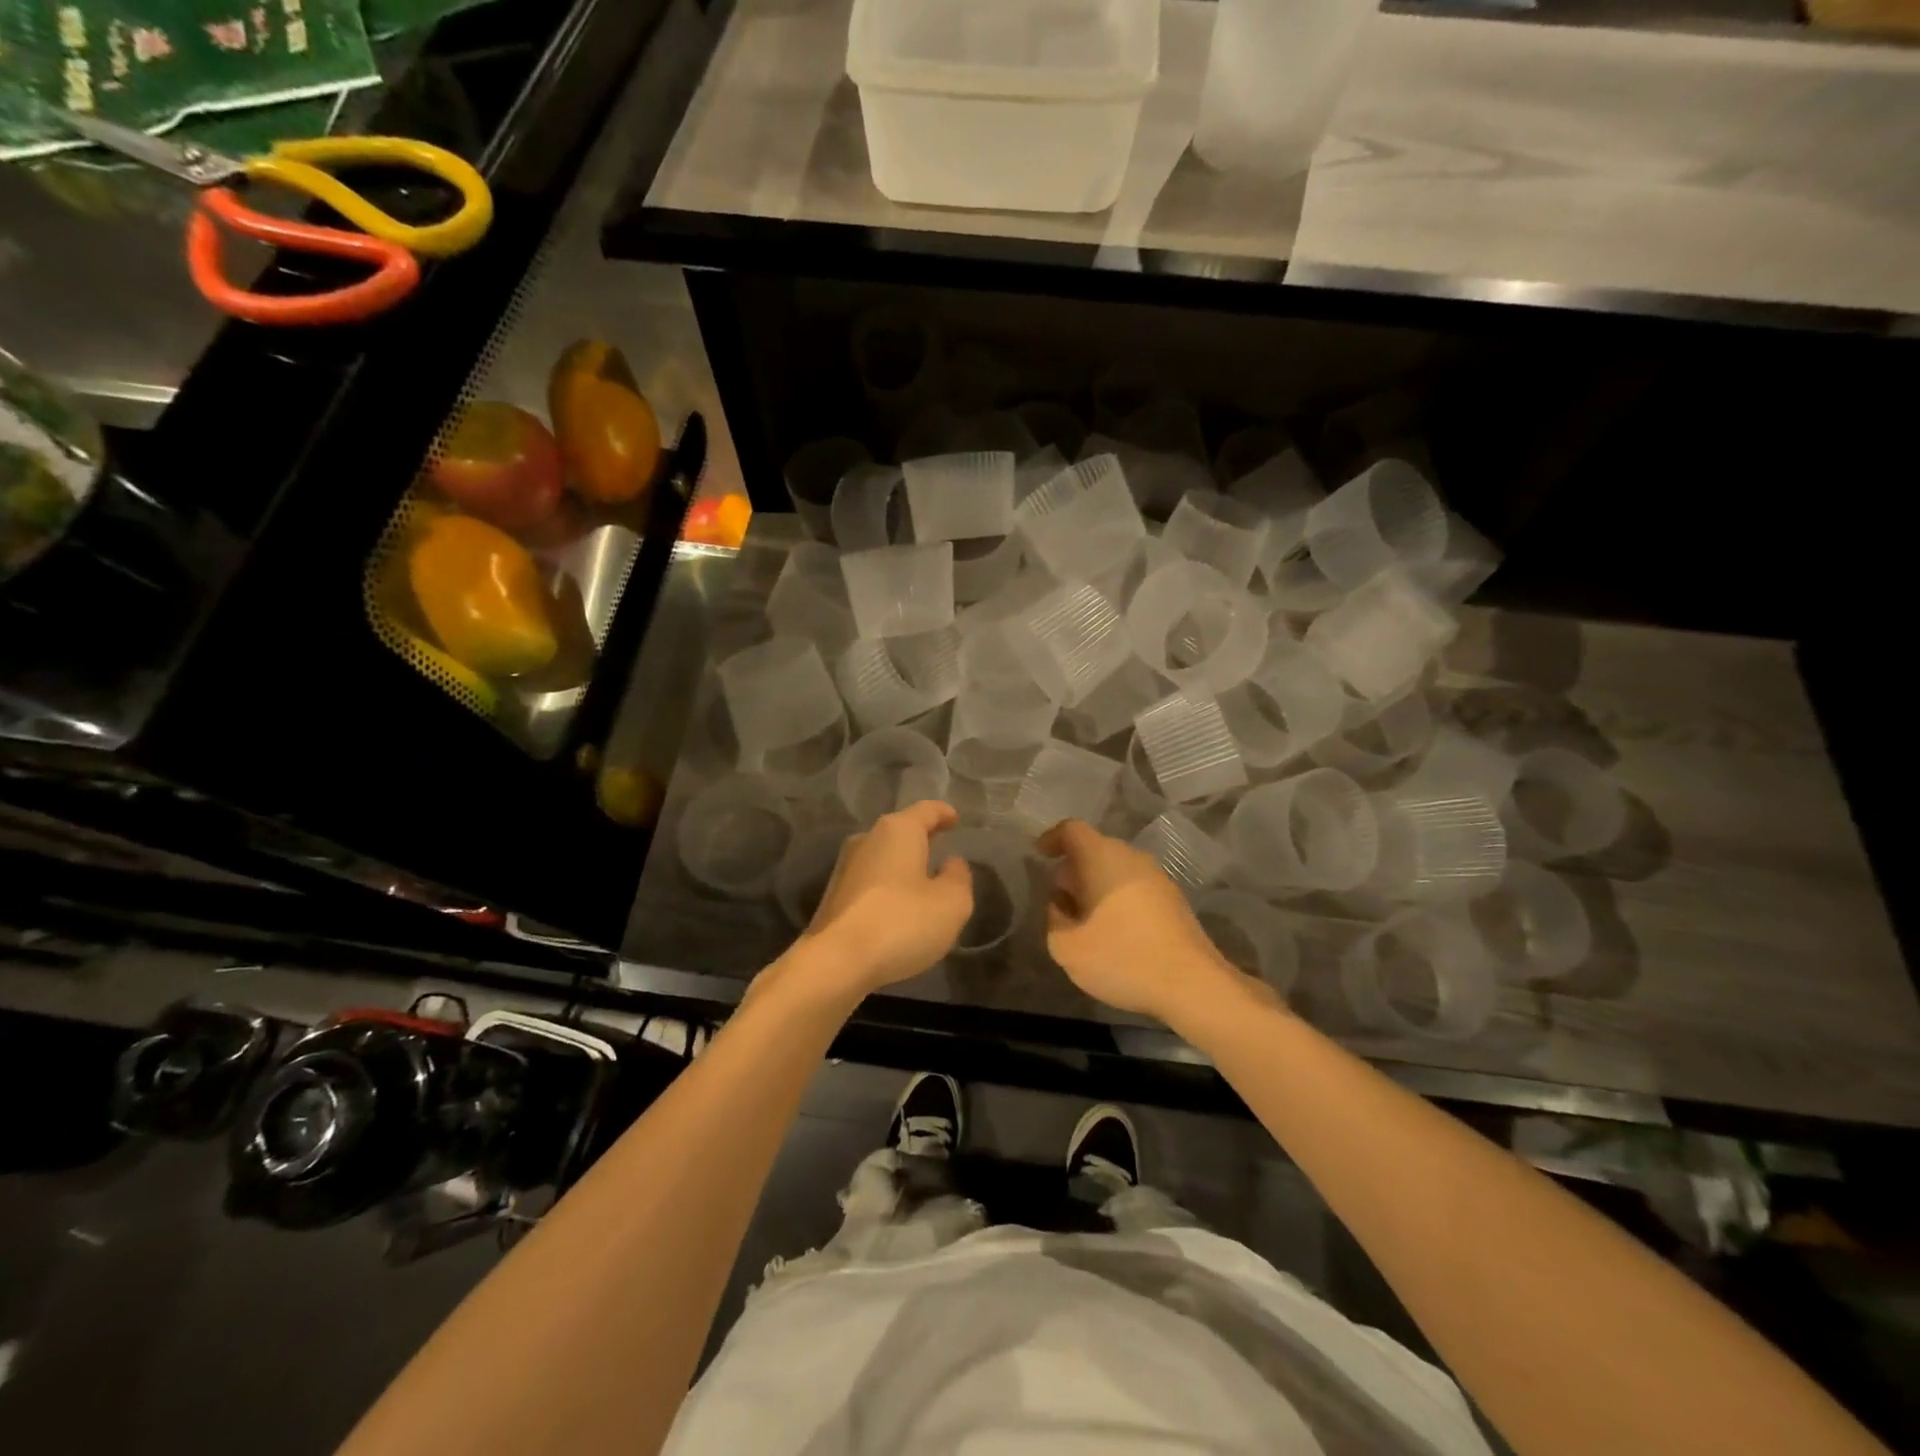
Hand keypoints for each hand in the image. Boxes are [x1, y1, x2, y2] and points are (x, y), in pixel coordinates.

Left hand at [796, 800, 972, 996]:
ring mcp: (845, 867)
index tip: (955, 820)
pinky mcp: (834, 895)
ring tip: (922, 881)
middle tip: (941, 847)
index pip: (927, 810)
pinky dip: (888, 887)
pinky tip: (898, 908)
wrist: (836, 961)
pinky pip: (870, 881)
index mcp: (898, 831)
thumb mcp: (952, 903)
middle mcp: (867, 839)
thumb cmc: (901, 922)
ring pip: (883, 856)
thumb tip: (951, 863)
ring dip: (903, 865)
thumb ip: (958, 877)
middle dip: (922, 838)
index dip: (944, 813)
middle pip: (901, 831)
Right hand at [1040, 818, 1252, 1023]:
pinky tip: (1114, 932)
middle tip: (1059, 899)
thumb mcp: (1066, 947)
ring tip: (1084, 919)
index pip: (1072, 830)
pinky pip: (1134, 886)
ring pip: (1116, 869)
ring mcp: (1158, 877)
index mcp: (1102, 857)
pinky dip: (1117, 898)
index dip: (1052, 838)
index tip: (1040, 855)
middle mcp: (1132, 857)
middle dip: (1072, 869)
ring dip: (1096, 886)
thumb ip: (1053, 919)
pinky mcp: (1174, 900)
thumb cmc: (1122, 958)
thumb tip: (1060, 904)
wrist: (1192, 984)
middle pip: (1095, 849)